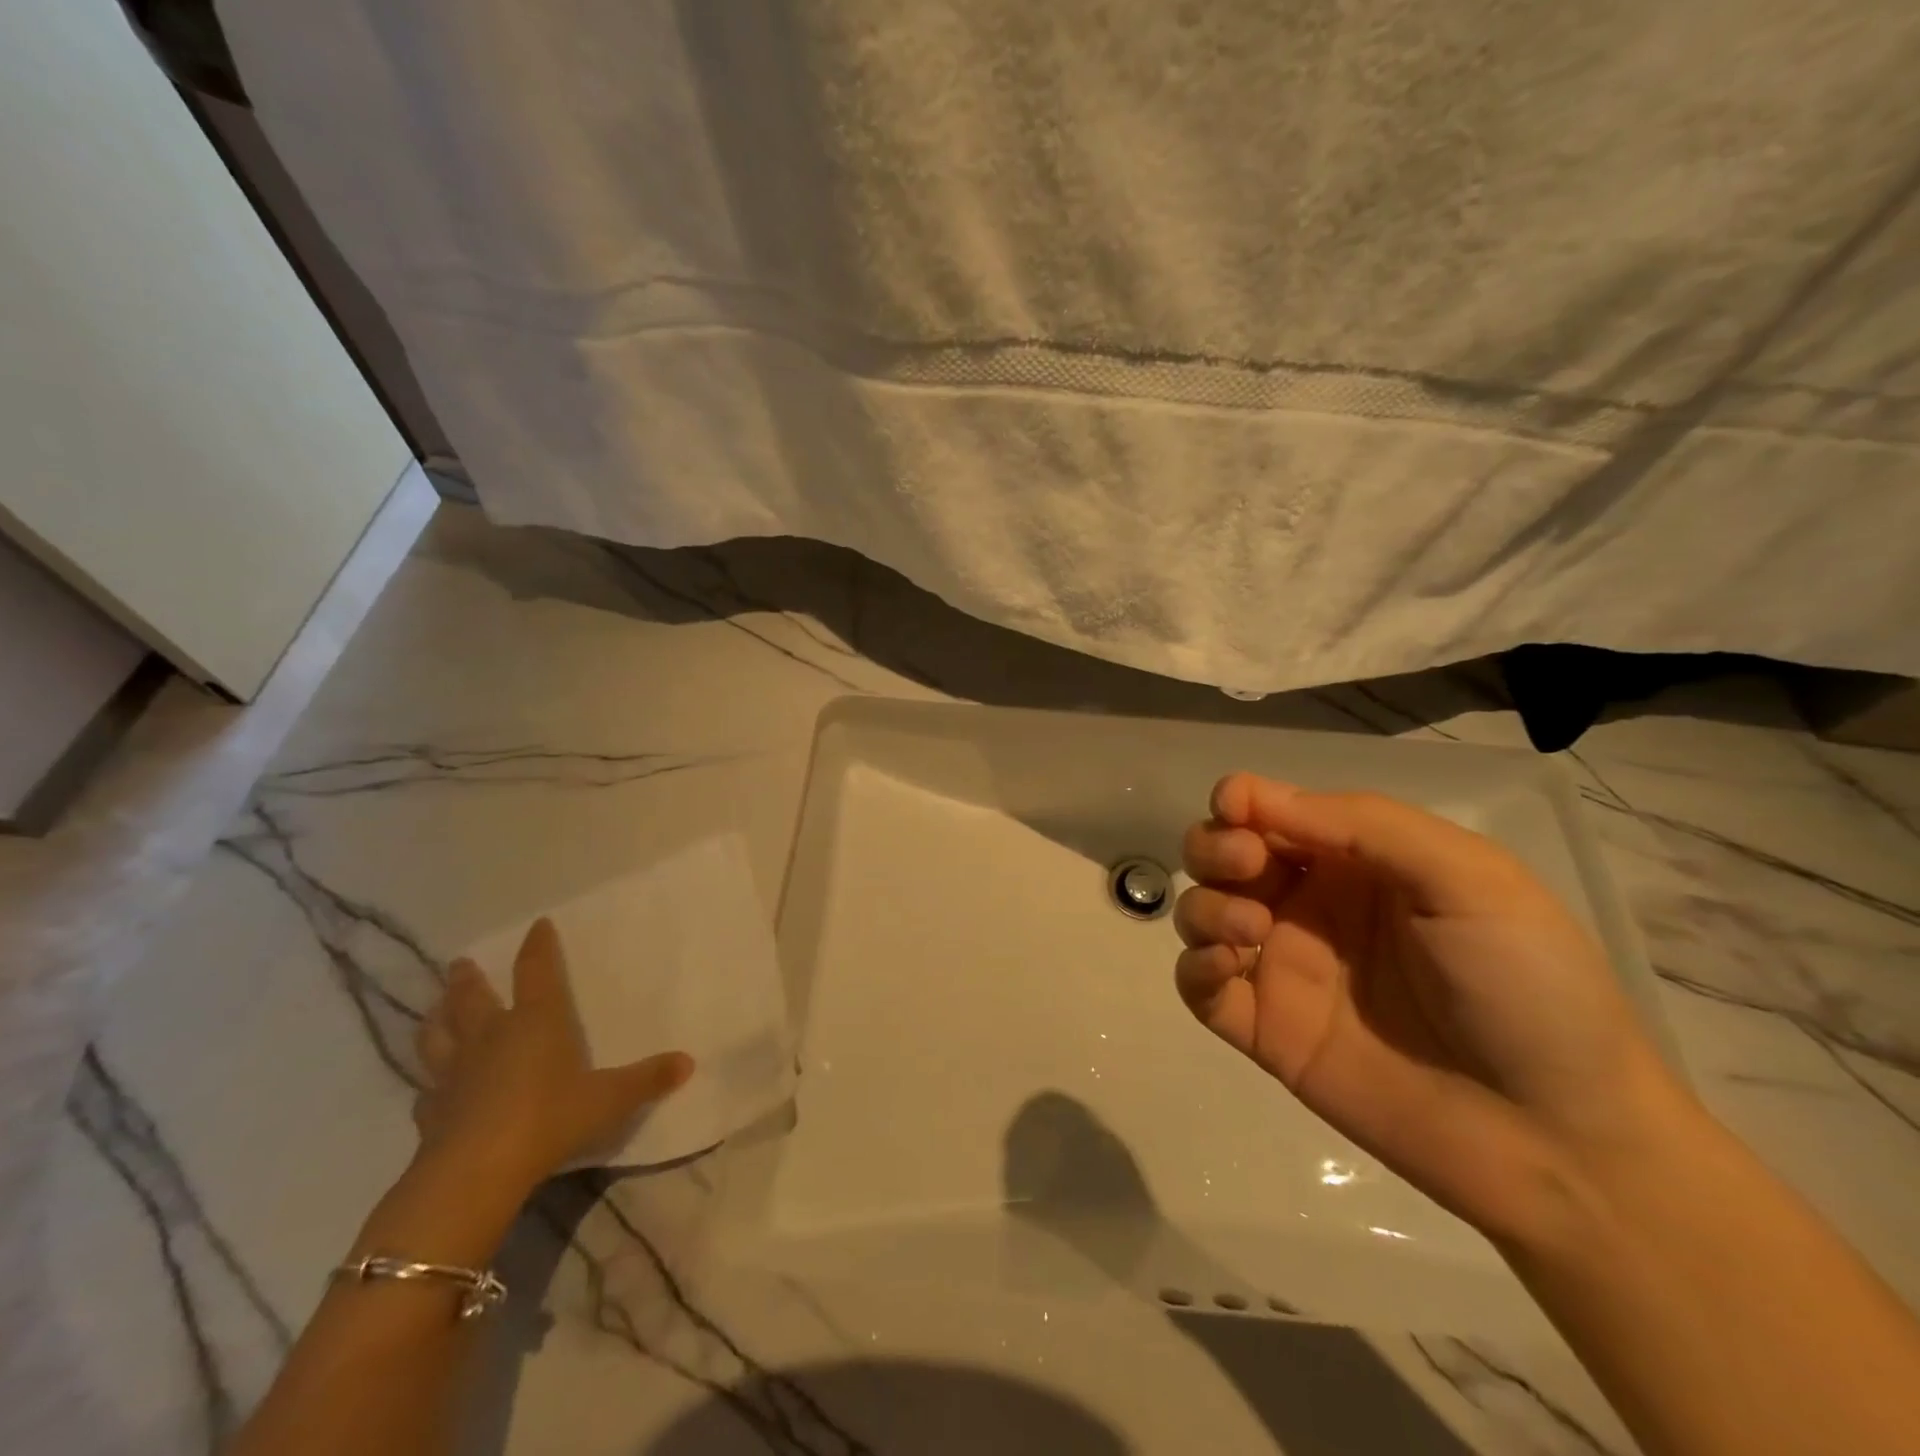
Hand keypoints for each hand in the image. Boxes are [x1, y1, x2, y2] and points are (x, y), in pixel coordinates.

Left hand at [412, 917, 692, 1194]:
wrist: (475, 1173)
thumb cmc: (549, 1119)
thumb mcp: (610, 1099)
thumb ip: (647, 1079)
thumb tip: (689, 1062)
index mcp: (535, 1022)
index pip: (536, 972)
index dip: (538, 947)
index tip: (537, 925)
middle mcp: (491, 1037)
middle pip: (472, 999)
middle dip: (468, 980)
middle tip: (459, 964)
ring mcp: (454, 1074)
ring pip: (437, 1037)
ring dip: (435, 1020)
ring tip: (432, 1009)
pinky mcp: (430, 1113)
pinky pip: (427, 1091)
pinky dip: (429, 1085)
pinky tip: (429, 1089)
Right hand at [1174, 773, 1691, 1244]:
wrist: (1558, 1139)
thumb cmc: (1526, 986)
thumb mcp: (1468, 878)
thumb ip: (1362, 825)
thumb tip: (1251, 795)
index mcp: (1358, 864)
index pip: (1274, 812)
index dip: (1242, 799)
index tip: (1235, 809)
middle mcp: (1310, 908)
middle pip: (1222, 855)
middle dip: (1215, 847)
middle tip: (1246, 865)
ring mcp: (1283, 969)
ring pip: (1201, 912)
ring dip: (1206, 905)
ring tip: (1252, 930)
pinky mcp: (1264, 1030)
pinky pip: (1197, 986)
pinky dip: (1192, 966)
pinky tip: (1225, 966)